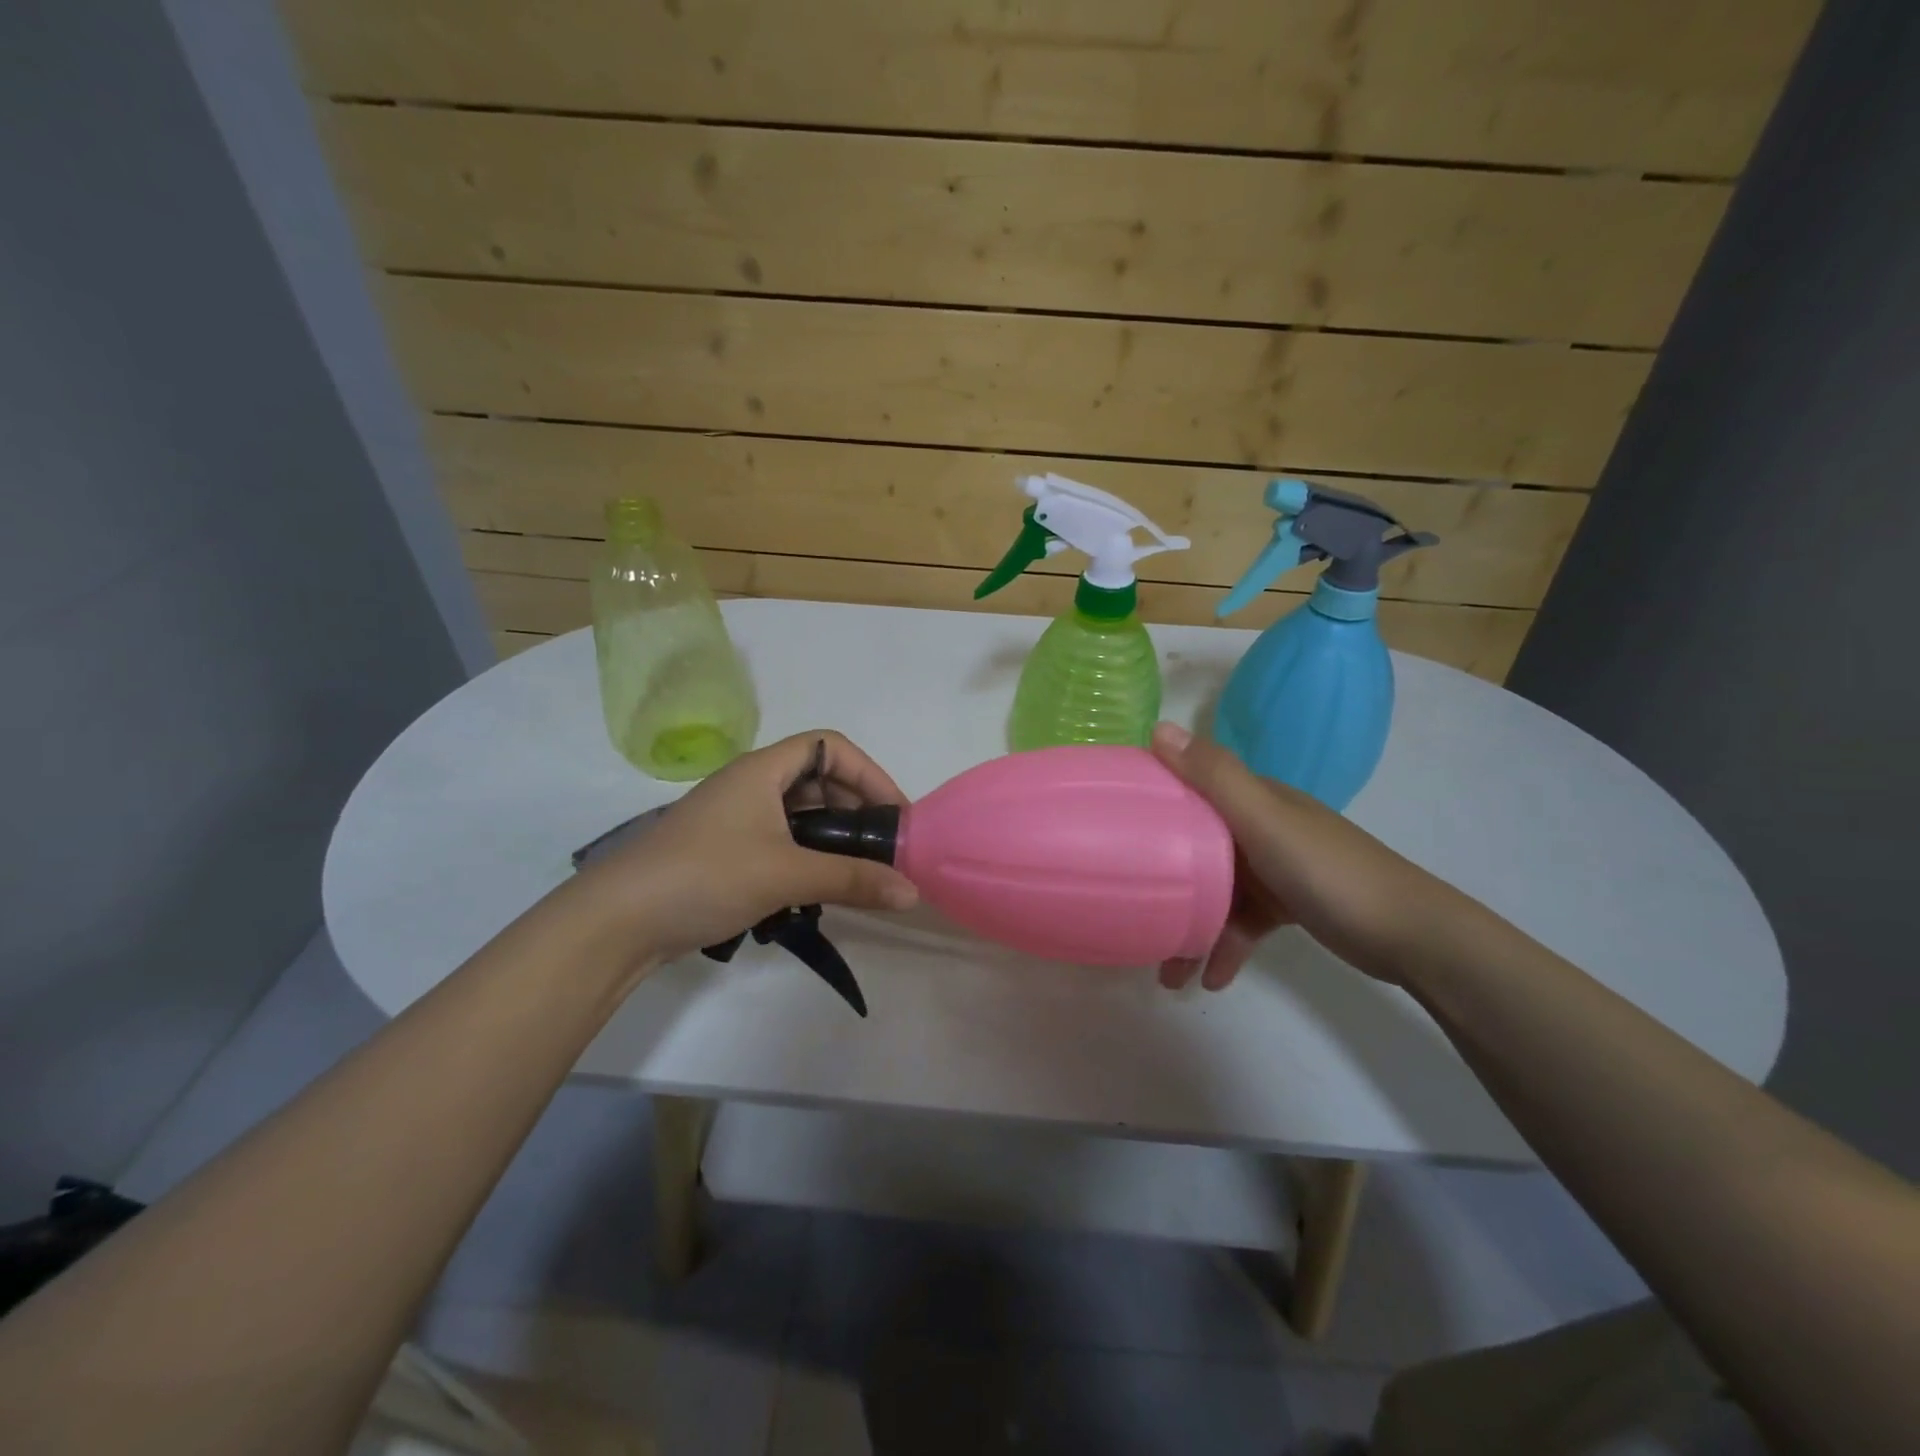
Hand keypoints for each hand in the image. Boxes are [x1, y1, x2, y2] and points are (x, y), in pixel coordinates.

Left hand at [578, 730, 918, 962]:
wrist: (617, 921)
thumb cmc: (706, 876)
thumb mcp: (786, 874)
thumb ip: (852, 879)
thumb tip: (912, 892)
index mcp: (762, 769)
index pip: (831, 746)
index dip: (869, 773)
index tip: (895, 813)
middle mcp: (750, 784)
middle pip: (817, 777)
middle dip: (855, 807)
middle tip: (881, 846)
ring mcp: (735, 817)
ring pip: (799, 812)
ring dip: (831, 836)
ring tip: (855, 870)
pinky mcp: (724, 849)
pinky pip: (780, 838)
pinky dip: (806, 855)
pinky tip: (815, 888)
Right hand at [1149, 722, 1457, 989]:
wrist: (1412, 935)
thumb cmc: (1329, 872)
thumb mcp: (1266, 822)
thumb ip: (1214, 778)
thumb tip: (1158, 728)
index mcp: (1254, 799)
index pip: (1190, 787)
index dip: (1151, 801)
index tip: (1111, 824)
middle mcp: (1261, 825)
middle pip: (1196, 847)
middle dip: (1166, 881)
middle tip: (1132, 913)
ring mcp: (1276, 866)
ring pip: (1217, 892)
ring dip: (1192, 928)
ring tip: (1168, 974)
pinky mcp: (1289, 902)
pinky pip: (1243, 922)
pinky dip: (1226, 946)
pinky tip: (1212, 980)